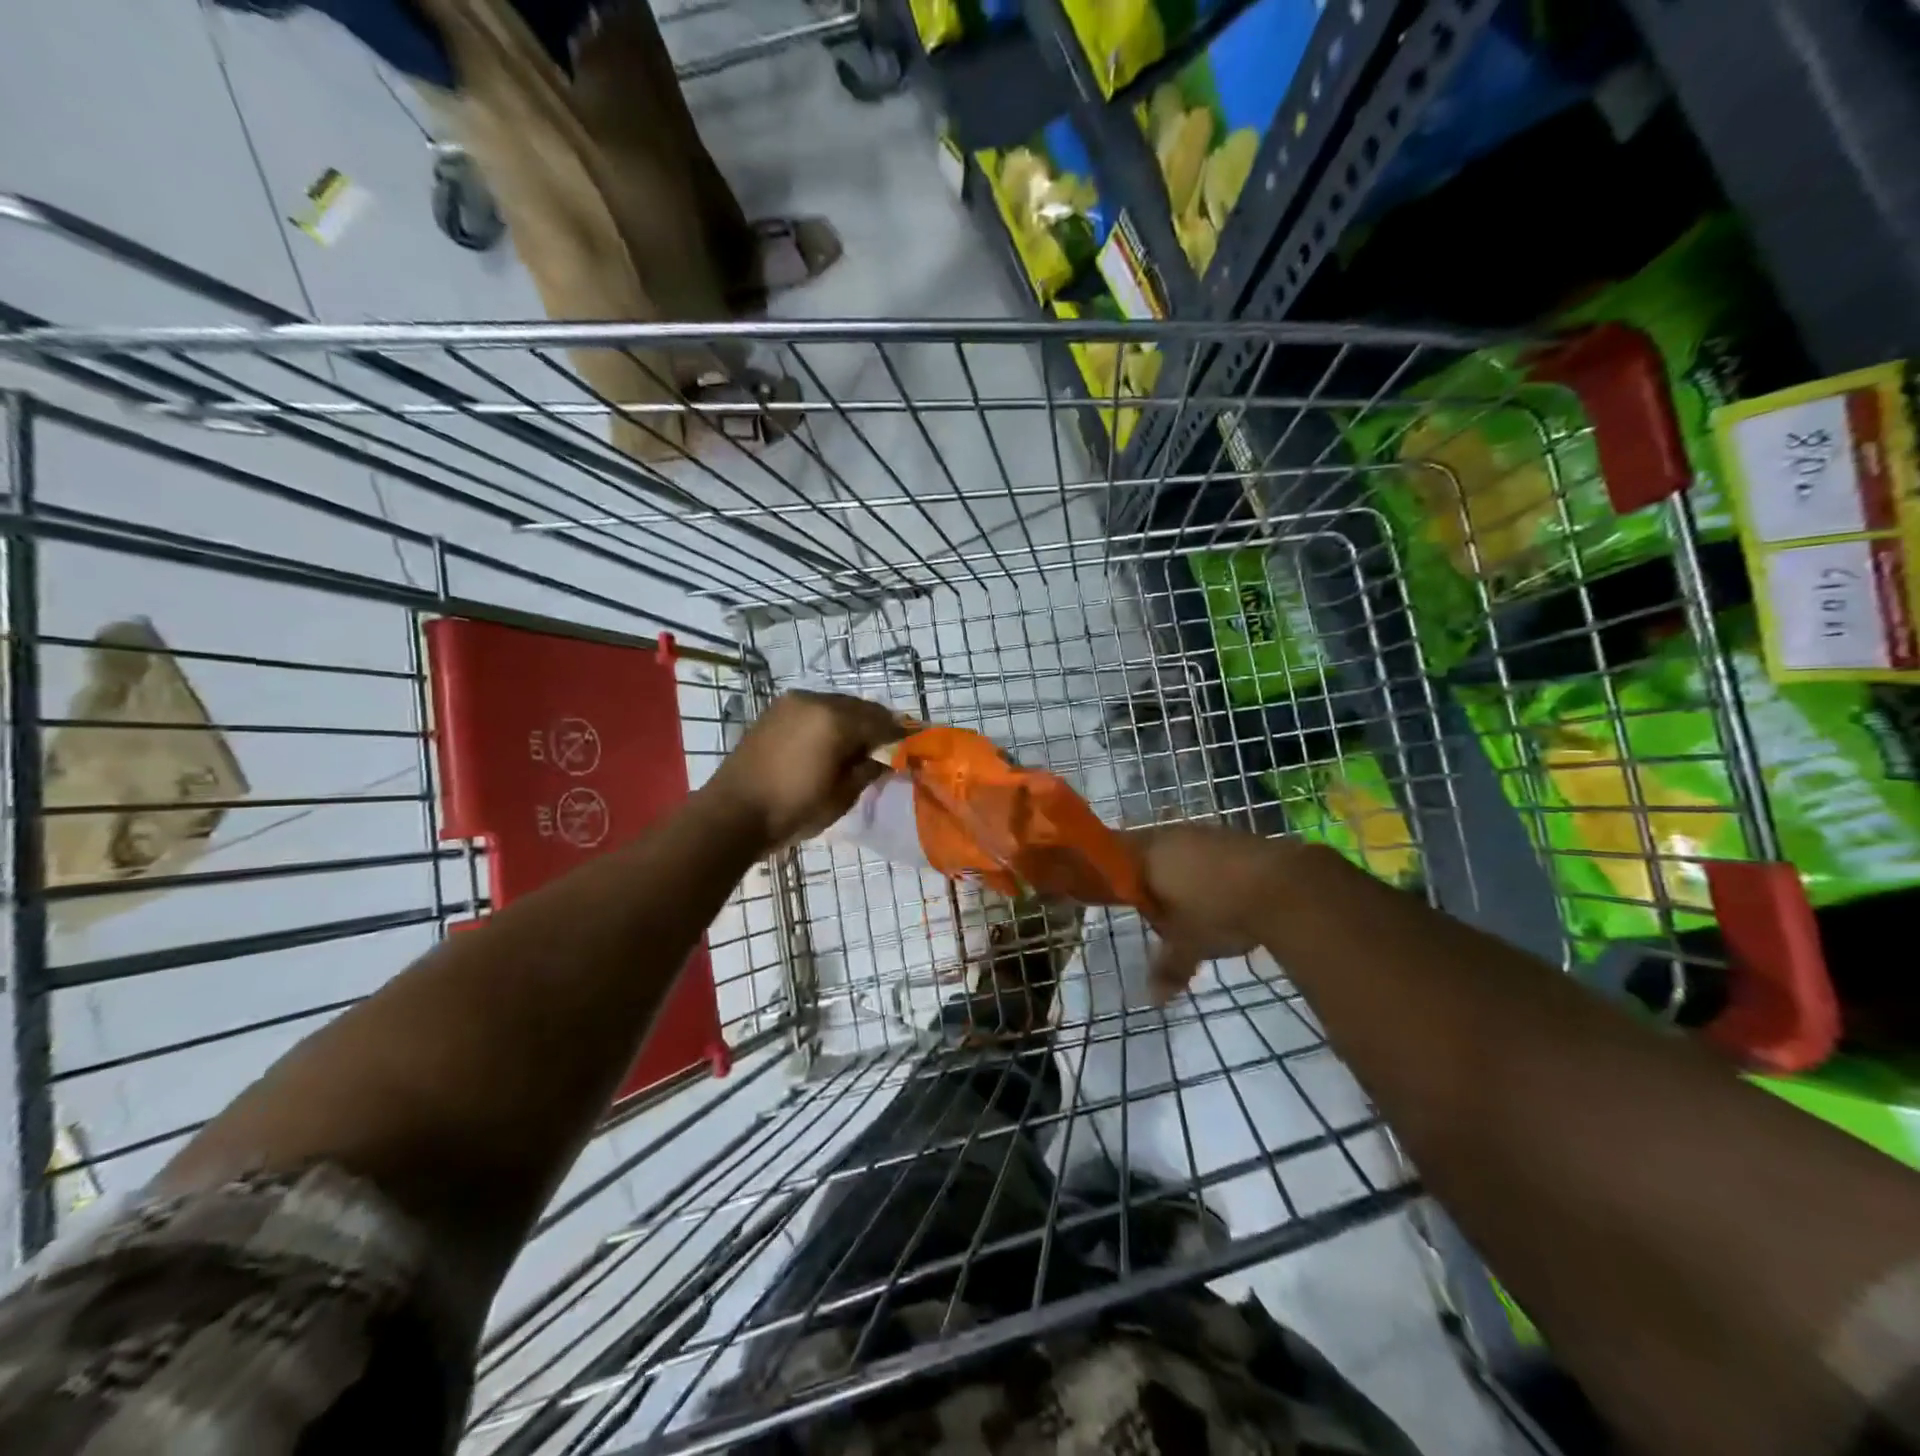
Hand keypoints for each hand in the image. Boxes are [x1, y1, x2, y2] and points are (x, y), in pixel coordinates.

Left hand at [703, 690, 901, 849]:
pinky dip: (830, 721)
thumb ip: (869, 769)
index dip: (901, 734)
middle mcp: (816, 700)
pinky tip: (833, 742)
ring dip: (853, 721)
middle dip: (878, 725)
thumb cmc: (793, 809)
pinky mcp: (775, 711)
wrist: (732, 814)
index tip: (915, 745)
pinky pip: (815, 709)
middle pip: (860, 707)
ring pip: (837, 705)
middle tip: (890, 746)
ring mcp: (792, 703)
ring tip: (861, 746)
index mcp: (836, 719)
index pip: (881, 722)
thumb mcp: (842, 795)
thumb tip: (885, 758)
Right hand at [1130, 821, 1291, 1002]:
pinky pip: (1208, 853)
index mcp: (1146, 855)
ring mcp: (1204, 832)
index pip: (1113, 859)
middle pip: (1147, 853)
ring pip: (1179, 851)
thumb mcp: (1188, 947)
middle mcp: (1169, 836)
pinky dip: (1209, 871)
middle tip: (1156, 910)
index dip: (1113, 878)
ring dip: (1181, 874)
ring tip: (1190, 906)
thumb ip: (1167, 968)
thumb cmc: (1216, 912)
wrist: (1282, 887)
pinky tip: (1221, 895)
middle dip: (1150, 880)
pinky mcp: (1234, 836)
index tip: (1118, 899)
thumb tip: (1152, 999)